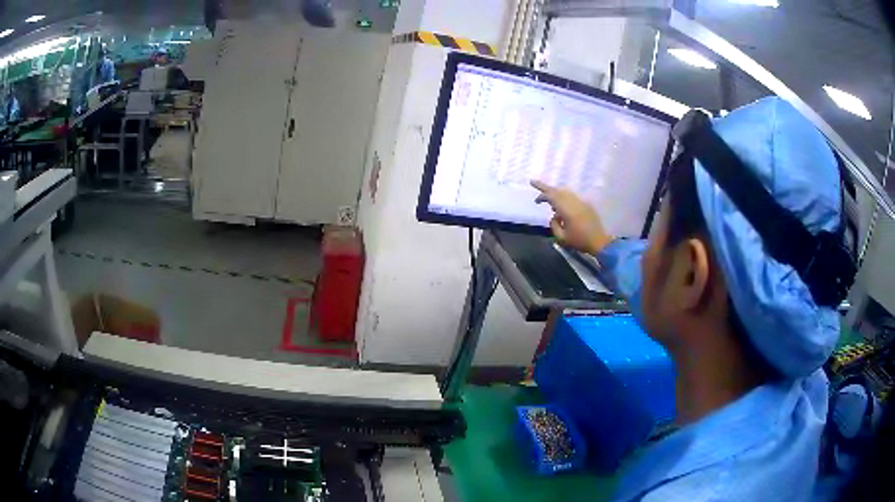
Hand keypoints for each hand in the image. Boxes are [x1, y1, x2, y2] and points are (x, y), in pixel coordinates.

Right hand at [531, 180, 613, 254]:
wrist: (599, 242)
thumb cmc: (579, 241)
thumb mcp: (561, 238)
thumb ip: (554, 225)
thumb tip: (554, 216)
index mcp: (567, 210)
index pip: (551, 197)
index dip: (542, 195)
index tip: (536, 201)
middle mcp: (574, 202)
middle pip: (557, 191)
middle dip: (545, 187)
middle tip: (534, 182)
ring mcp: (581, 202)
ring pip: (565, 192)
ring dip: (555, 193)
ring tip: (550, 201)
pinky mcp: (586, 205)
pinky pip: (572, 197)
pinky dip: (564, 197)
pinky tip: (562, 207)